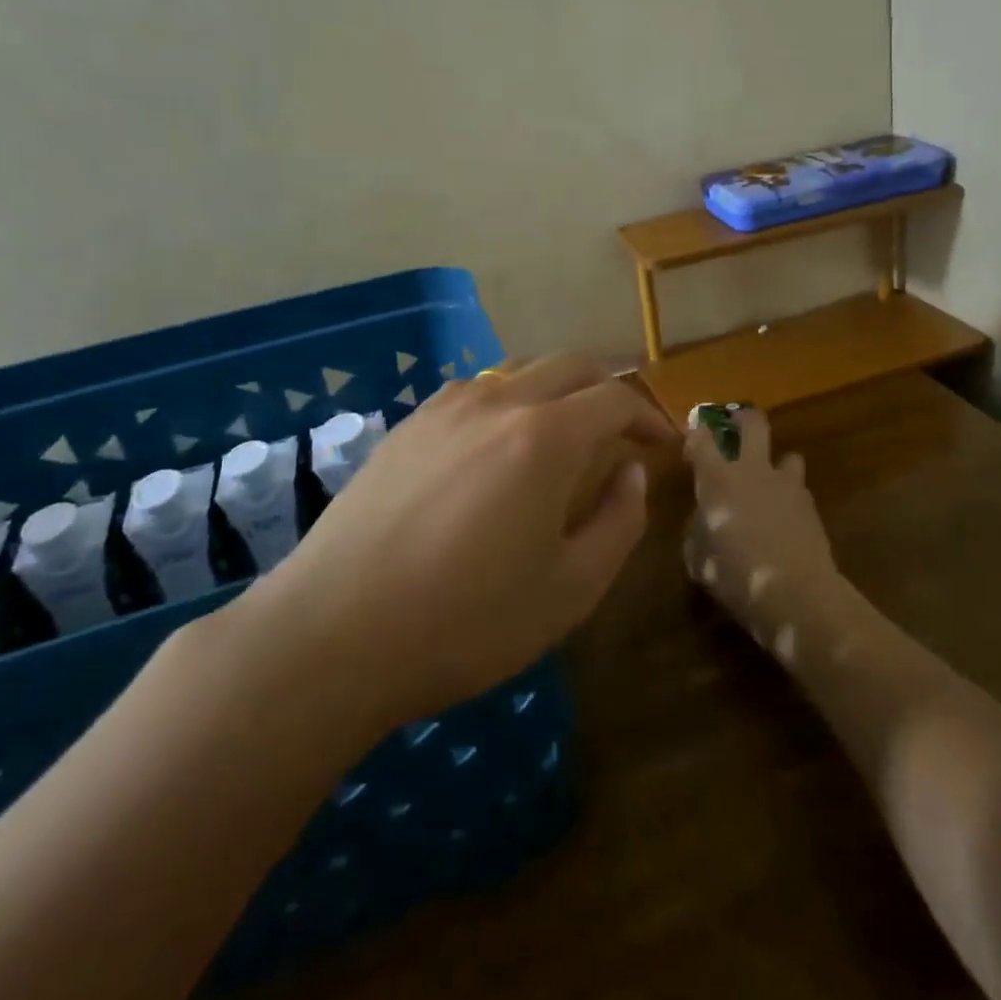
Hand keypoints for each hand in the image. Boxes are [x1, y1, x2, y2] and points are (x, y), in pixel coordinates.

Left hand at [229, 356, 676, 729]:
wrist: (333, 633)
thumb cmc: (466, 621)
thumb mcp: (570, 589)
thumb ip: (618, 521)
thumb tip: (631, 472)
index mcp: (545, 436)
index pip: (616, 398)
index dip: (650, 417)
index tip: (666, 446)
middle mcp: (498, 402)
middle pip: (570, 366)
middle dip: (609, 390)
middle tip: (625, 431)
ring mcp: (445, 408)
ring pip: (519, 372)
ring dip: (557, 391)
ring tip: (565, 433)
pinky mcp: (407, 425)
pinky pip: (475, 392)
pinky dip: (509, 401)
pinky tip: (498, 445)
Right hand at [682, 407, 836, 642]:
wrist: (797, 593)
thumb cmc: (734, 573)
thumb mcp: (697, 557)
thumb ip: (697, 529)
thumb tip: (702, 520)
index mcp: (718, 477)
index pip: (703, 437)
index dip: (696, 435)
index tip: (691, 447)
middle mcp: (753, 470)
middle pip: (752, 423)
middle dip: (742, 419)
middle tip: (733, 428)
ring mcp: (787, 484)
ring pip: (787, 455)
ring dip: (776, 464)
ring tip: (768, 484)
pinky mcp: (811, 506)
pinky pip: (798, 490)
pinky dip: (789, 498)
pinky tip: (783, 521)